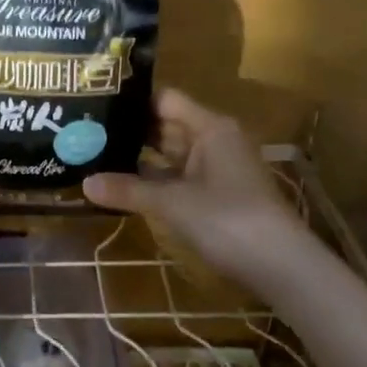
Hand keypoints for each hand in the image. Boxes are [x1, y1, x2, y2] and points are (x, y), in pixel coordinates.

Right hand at [84, 88, 314, 294]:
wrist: (282, 267)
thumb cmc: (228, 220)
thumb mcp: (173, 204)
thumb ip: (129, 190)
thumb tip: (84, 182)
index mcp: (210, 127)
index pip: (165, 100)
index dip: (132, 100)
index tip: (95, 103)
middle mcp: (214, 140)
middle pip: (166, 126)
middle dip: (130, 131)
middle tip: (86, 131)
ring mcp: (218, 168)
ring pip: (172, 154)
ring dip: (140, 158)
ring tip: (96, 156)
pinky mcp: (218, 194)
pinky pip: (180, 177)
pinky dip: (156, 181)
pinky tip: (125, 186)